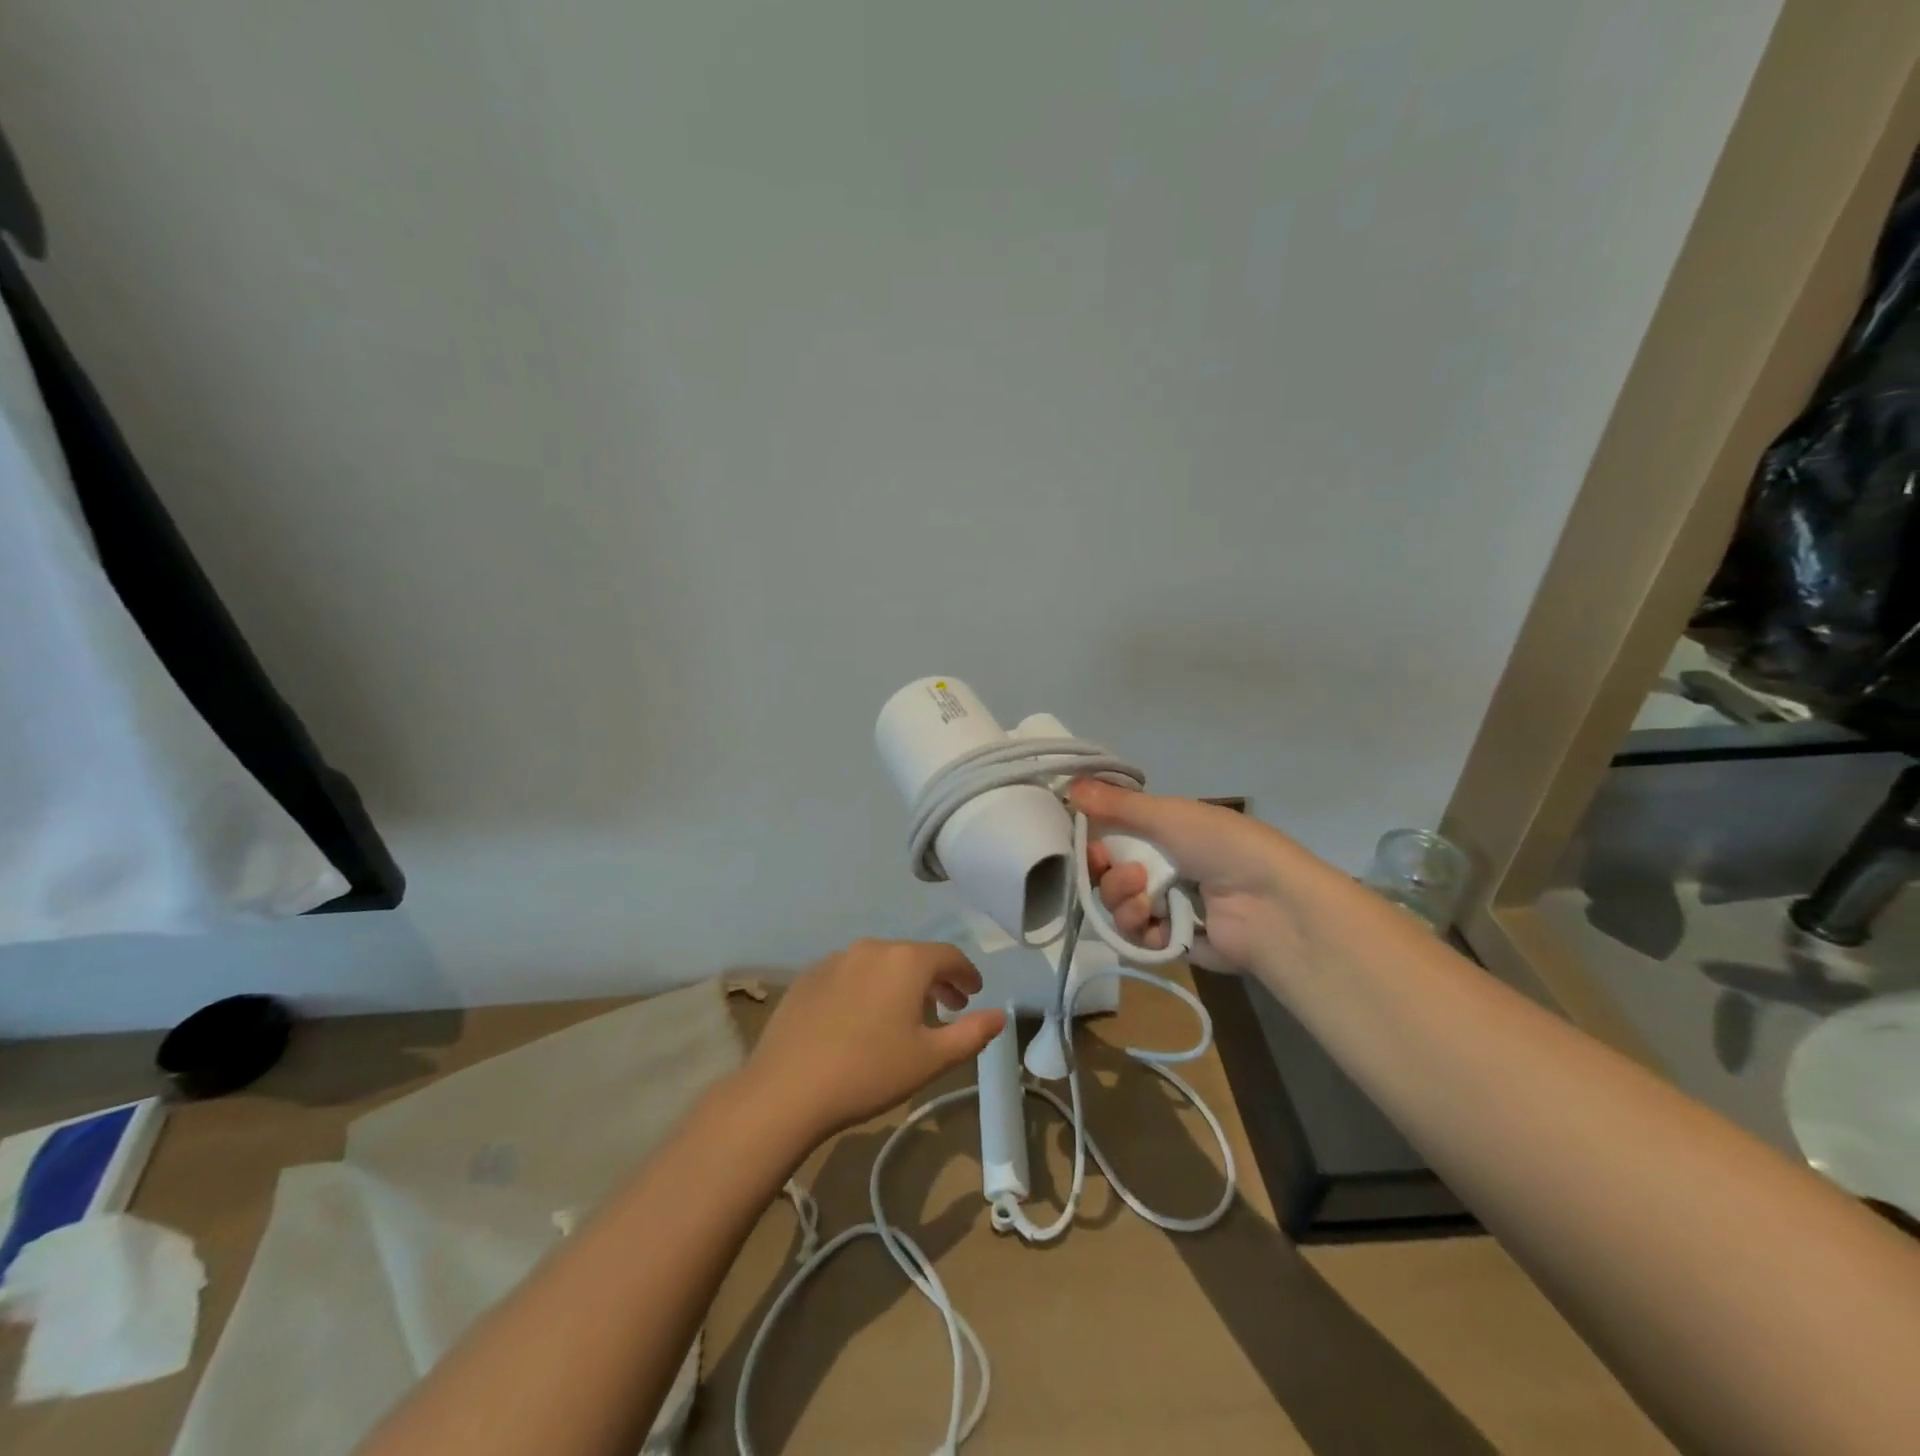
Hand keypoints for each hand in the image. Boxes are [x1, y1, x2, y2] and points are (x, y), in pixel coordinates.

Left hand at [742, 940, 1006, 1140]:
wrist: (786, 1089)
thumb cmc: (869, 1072)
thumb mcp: (931, 1059)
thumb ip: (971, 1034)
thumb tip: (1000, 1015)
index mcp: (906, 961)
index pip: (948, 956)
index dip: (966, 974)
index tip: (974, 994)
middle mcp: (871, 948)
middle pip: (913, 957)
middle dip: (935, 980)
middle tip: (947, 1008)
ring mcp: (835, 960)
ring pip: (880, 964)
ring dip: (899, 984)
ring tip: (904, 1016)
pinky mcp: (807, 977)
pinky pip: (849, 975)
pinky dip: (866, 988)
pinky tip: (861, 1020)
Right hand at [1072, 779, 1343, 976]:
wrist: (1270, 905)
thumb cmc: (1221, 847)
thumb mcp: (1168, 816)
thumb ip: (1117, 805)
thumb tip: (1069, 785)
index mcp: (1165, 833)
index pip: (1113, 836)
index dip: (1093, 841)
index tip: (1085, 841)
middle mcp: (1163, 868)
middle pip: (1108, 874)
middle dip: (1105, 874)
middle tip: (1120, 872)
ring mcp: (1167, 906)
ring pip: (1117, 906)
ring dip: (1120, 901)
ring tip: (1144, 898)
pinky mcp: (1172, 942)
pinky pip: (1136, 938)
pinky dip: (1139, 930)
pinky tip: (1155, 923)